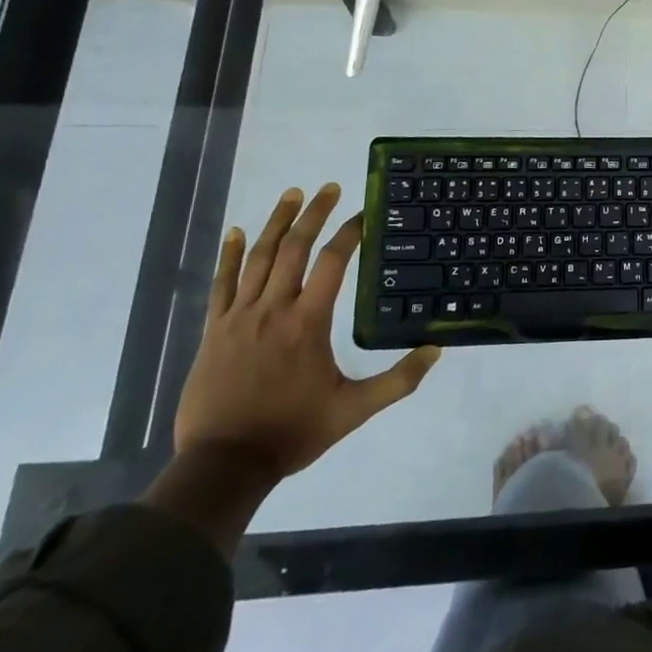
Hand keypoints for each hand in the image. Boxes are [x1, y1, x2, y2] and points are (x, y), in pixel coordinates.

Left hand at [175, 184, 439, 479]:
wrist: (223, 465)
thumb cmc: (292, 432)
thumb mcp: (354, 411)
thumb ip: (397, 380)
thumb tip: (437, 350)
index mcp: (308, 323)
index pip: (333, 263)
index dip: (350, 233)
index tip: (364, 213)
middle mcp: (274, 309)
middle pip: (294, 248)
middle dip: (314, 214)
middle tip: (329, 187)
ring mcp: (240, 318)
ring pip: (258, 258)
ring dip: (276, 223)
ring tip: (292, 194)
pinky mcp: (215, 330)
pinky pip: (221, 284)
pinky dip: (229, 255)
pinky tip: (234, 231)